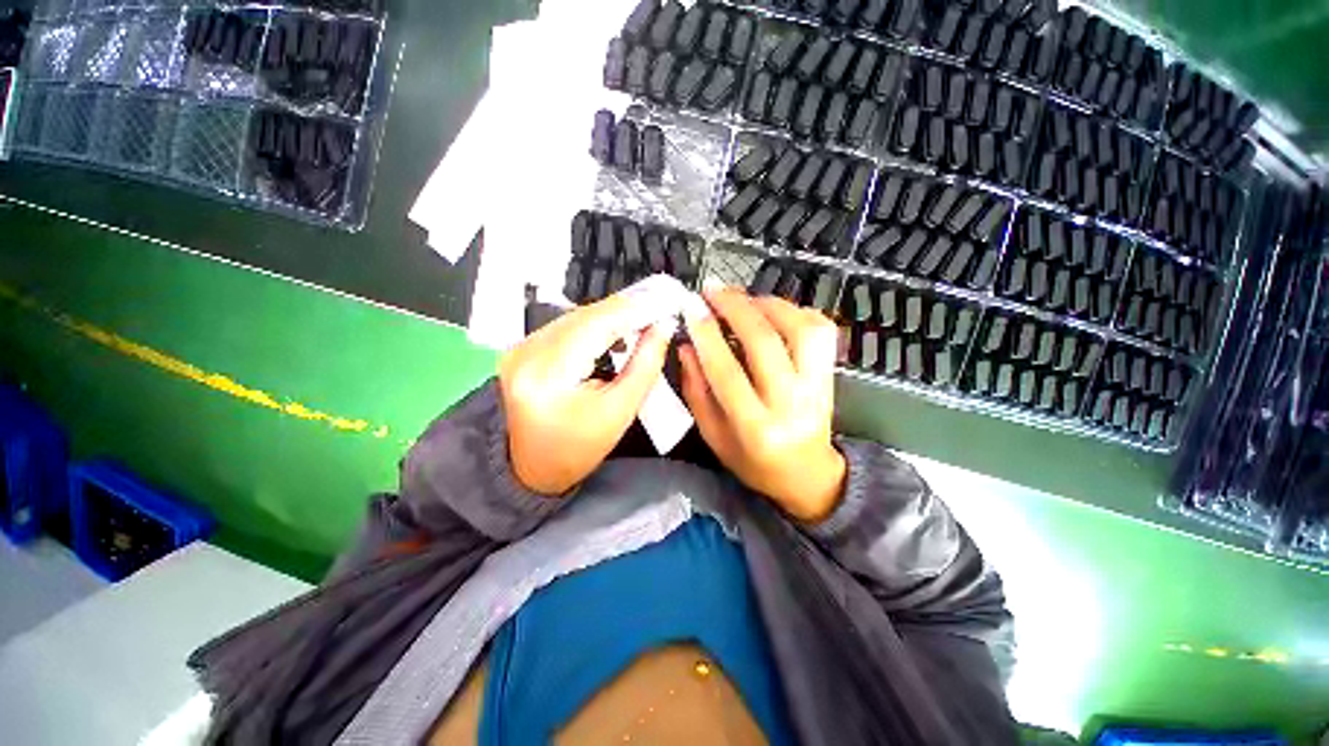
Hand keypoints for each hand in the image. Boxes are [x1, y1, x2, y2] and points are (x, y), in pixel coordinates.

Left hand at [499, 293, 672, 495]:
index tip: (665, 298)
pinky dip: (595, 324)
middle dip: (626, 308)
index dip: (634, 307)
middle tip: (660, 303)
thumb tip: (662, 326)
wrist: (532, 468)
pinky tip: (615, 329)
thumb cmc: (579, 449)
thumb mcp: (620, 411)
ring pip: (576, 317)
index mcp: (548, 374)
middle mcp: (525, 352)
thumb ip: (645, 364)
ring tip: (644, 316)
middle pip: (585, 315)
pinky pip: (566, 326)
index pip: (597, 324)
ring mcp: (520, 347)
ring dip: (612, 314)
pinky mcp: (523, 348)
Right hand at [679, 289, 846, 522]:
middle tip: (713, 290)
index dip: (706, 333)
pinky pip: (821, 330)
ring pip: (800, 329)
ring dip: (767, 304)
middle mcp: (790, 404)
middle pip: (764, 342)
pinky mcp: (832, 376)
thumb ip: (697, 391)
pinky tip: (773, 311)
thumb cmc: (753, 462)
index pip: (726, 370)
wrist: (807, 474)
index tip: (691, 307)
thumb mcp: (713, 436)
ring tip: (742, 299)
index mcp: (755, 428)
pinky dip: (796, 311)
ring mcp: (818, 387)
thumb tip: (687, 346)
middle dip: (735, 307)